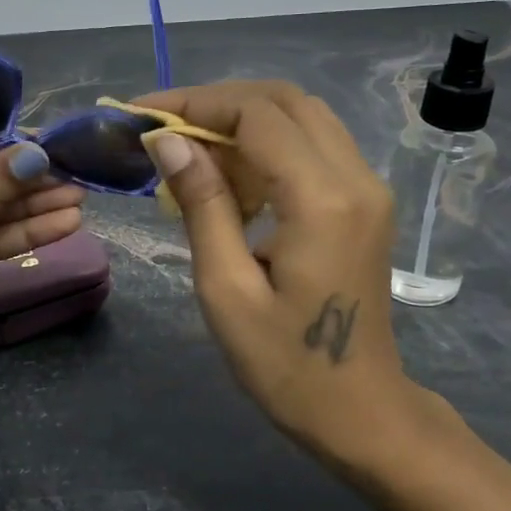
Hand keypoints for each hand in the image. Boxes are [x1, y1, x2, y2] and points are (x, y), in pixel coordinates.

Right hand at [137, 82, 460, 466]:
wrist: (361, 410)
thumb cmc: (286, 364)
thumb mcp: (226, 289)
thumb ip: (202, 205)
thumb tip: (169, 142)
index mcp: (322, 200)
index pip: (257, 115)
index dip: (196, 104)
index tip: (142, 116)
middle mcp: (356, 178)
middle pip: (285, 100)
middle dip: (218, 102)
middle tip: (164, 126)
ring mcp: (368, 188)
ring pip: (302, 116)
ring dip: (242, 120)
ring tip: (189, 150)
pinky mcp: (365, 202)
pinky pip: (313, 145)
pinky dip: (267, 143)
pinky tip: (230, 176)